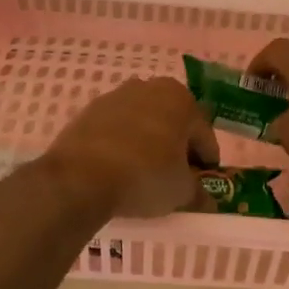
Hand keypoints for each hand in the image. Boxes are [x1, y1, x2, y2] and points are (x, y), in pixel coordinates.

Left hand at [39, 77, 219, 218]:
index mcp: (181, 100)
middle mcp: (150, 87)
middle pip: (173, 123)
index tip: (204, 184)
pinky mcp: (88, 111)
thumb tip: (208, 201)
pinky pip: (116, 129)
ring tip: (144, 174)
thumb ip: (199, 194)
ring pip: (143, 123)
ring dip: (149, 143)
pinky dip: (122, 145)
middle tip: (175, 178)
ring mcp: (115, 96)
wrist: (80, 177)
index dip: (207, 163)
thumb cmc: (145, 176)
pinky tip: (118, 168)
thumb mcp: (182, 192)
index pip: (204, 136)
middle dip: (177, 148)